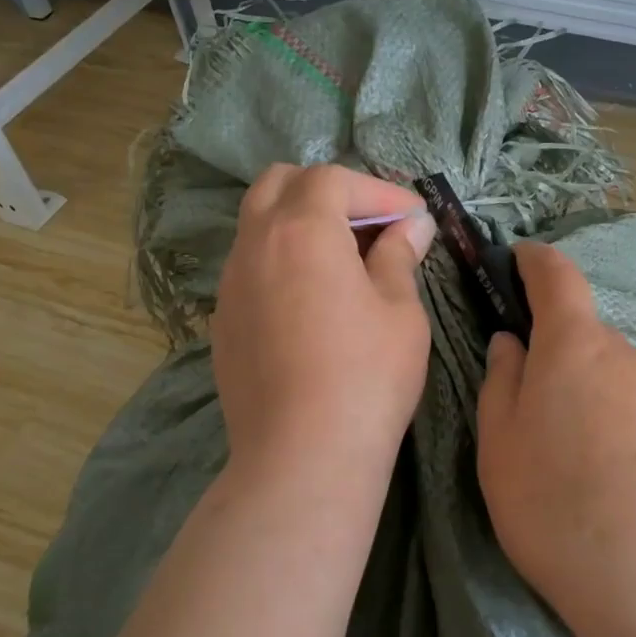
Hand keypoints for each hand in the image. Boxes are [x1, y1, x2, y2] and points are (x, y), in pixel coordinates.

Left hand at [212, 164, 434, 491]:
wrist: (302, 456)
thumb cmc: (366, 376)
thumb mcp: (400, 311)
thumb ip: (400, 256)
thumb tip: (412, 226)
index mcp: (301, 230)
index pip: (334, 180)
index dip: (378, 191)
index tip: (412, 218)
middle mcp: (254, 244)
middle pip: (281, 184)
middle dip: (329, 192)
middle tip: (370, 224)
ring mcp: (230, 284)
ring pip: (258, 225)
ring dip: (301, 224)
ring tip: (345, 260)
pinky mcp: (223, 322)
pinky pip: (251, 267)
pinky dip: (283, 261)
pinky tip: (313, 300)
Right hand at [475, 242, 635, 636]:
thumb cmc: (558, 507)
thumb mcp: (500, 447)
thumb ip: (502, 382)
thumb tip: (512, 342)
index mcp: (576, 346)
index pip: (558, 276)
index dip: (536, 261)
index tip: (519, 258)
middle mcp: (630, 356)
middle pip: (587, 339)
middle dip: (559, 359)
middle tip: (535, 416)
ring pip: (618, 381)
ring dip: (593, 402)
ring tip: (577, 468)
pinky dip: (627, 434)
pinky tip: (620, 490)